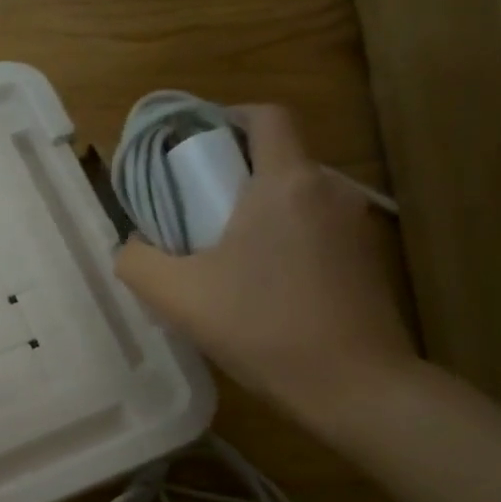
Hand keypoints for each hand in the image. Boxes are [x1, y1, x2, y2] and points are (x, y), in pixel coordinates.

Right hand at [113, 104, 418, 430]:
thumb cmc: (262, 328)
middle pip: (279, 159)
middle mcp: (329, 191)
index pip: (266, 116)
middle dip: (236, 176)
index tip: (198, 148)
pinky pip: (317, 232)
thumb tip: (132, 246)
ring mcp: (356, 226)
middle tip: (198, 216)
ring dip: (262, 214)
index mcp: (286, 182)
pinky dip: (288, 242)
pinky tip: (267, 289)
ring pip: (298, 199)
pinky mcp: (368, 261)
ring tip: (229, 259)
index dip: (229, 117)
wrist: (353, 385)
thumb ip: (138, 262)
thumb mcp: (178, 297)